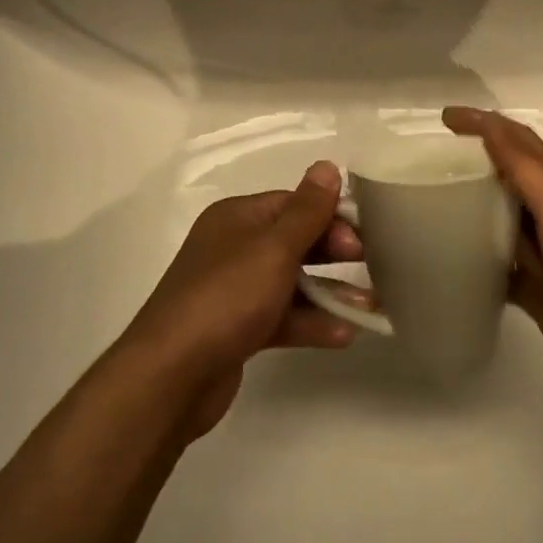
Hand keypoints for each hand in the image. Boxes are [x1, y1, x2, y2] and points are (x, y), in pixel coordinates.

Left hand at [121, 161, 360, 438]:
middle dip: (334, 252)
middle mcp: (233, 247)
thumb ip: (307, 210)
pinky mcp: (237, 329)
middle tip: (372, 264)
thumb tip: (327, 165)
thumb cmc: (227, 297)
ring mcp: (233, 290)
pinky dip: (310, 322)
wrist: (171, 376)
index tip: (364, 236)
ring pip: (291, 282)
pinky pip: (282, 316)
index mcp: (238, 218)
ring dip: (330, 292)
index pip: (293, 204)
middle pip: (294, 241)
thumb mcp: (274, 248)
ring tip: (371, 305)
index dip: (330, 215)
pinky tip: (343, 335)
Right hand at [443, 107, 542, 394]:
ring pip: (493, 219)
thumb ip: (525, 166)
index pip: (514, 141)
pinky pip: (491, 266)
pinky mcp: (529, 287)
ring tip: (423, 206)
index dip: (483, 123)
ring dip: (464, 208)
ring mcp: (536, 251)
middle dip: (467, 161)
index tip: (443, 118)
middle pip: (501, 176)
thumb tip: (487, 124)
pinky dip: (468, 259)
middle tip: (423, 162)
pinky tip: (442, 261)